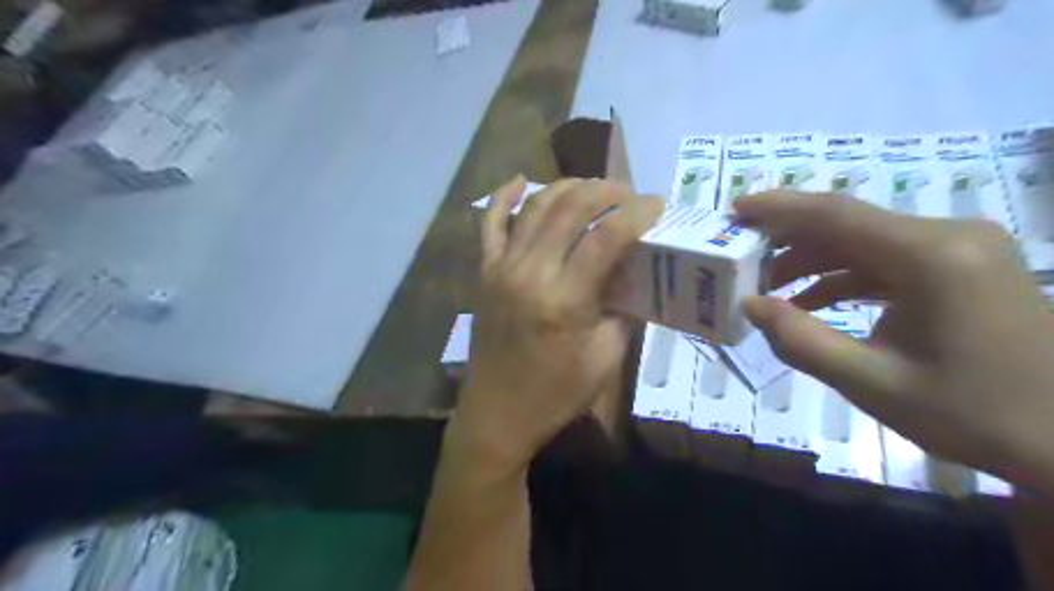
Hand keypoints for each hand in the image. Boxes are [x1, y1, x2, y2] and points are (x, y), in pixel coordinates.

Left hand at [448, 174, 660, 475]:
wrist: (496, 414)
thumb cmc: (554, 394)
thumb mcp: (605, 359)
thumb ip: (623, 311)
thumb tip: (634, 276)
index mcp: (564, 299)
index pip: (606, 237)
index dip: (636, 213)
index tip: (656, 205)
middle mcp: (529, 272)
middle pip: (570, 209)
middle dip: (606, 191)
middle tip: (629, 194)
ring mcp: (500, 267)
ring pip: (535, 207)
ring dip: (568, 188)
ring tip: (594, 187)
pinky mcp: (484, 272)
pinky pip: (489, 223)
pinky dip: (503, 196)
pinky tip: (521, 180)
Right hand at [734, 191, 1053, 490]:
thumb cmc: (976, 414)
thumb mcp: (874, 384)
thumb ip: (802, 341)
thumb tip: (750, 305)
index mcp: (932, 257)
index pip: (837, 215)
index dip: (779, 208)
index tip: (735, 209)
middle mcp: (948, 237)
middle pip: (849, 224)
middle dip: (789, 238)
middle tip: (741, 253)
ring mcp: (958, 249)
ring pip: (864, 242)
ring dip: (813, 260)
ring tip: (768, 285)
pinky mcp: (959, 267)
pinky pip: (886, 261)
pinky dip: (843, 276)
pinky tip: (811, 300)